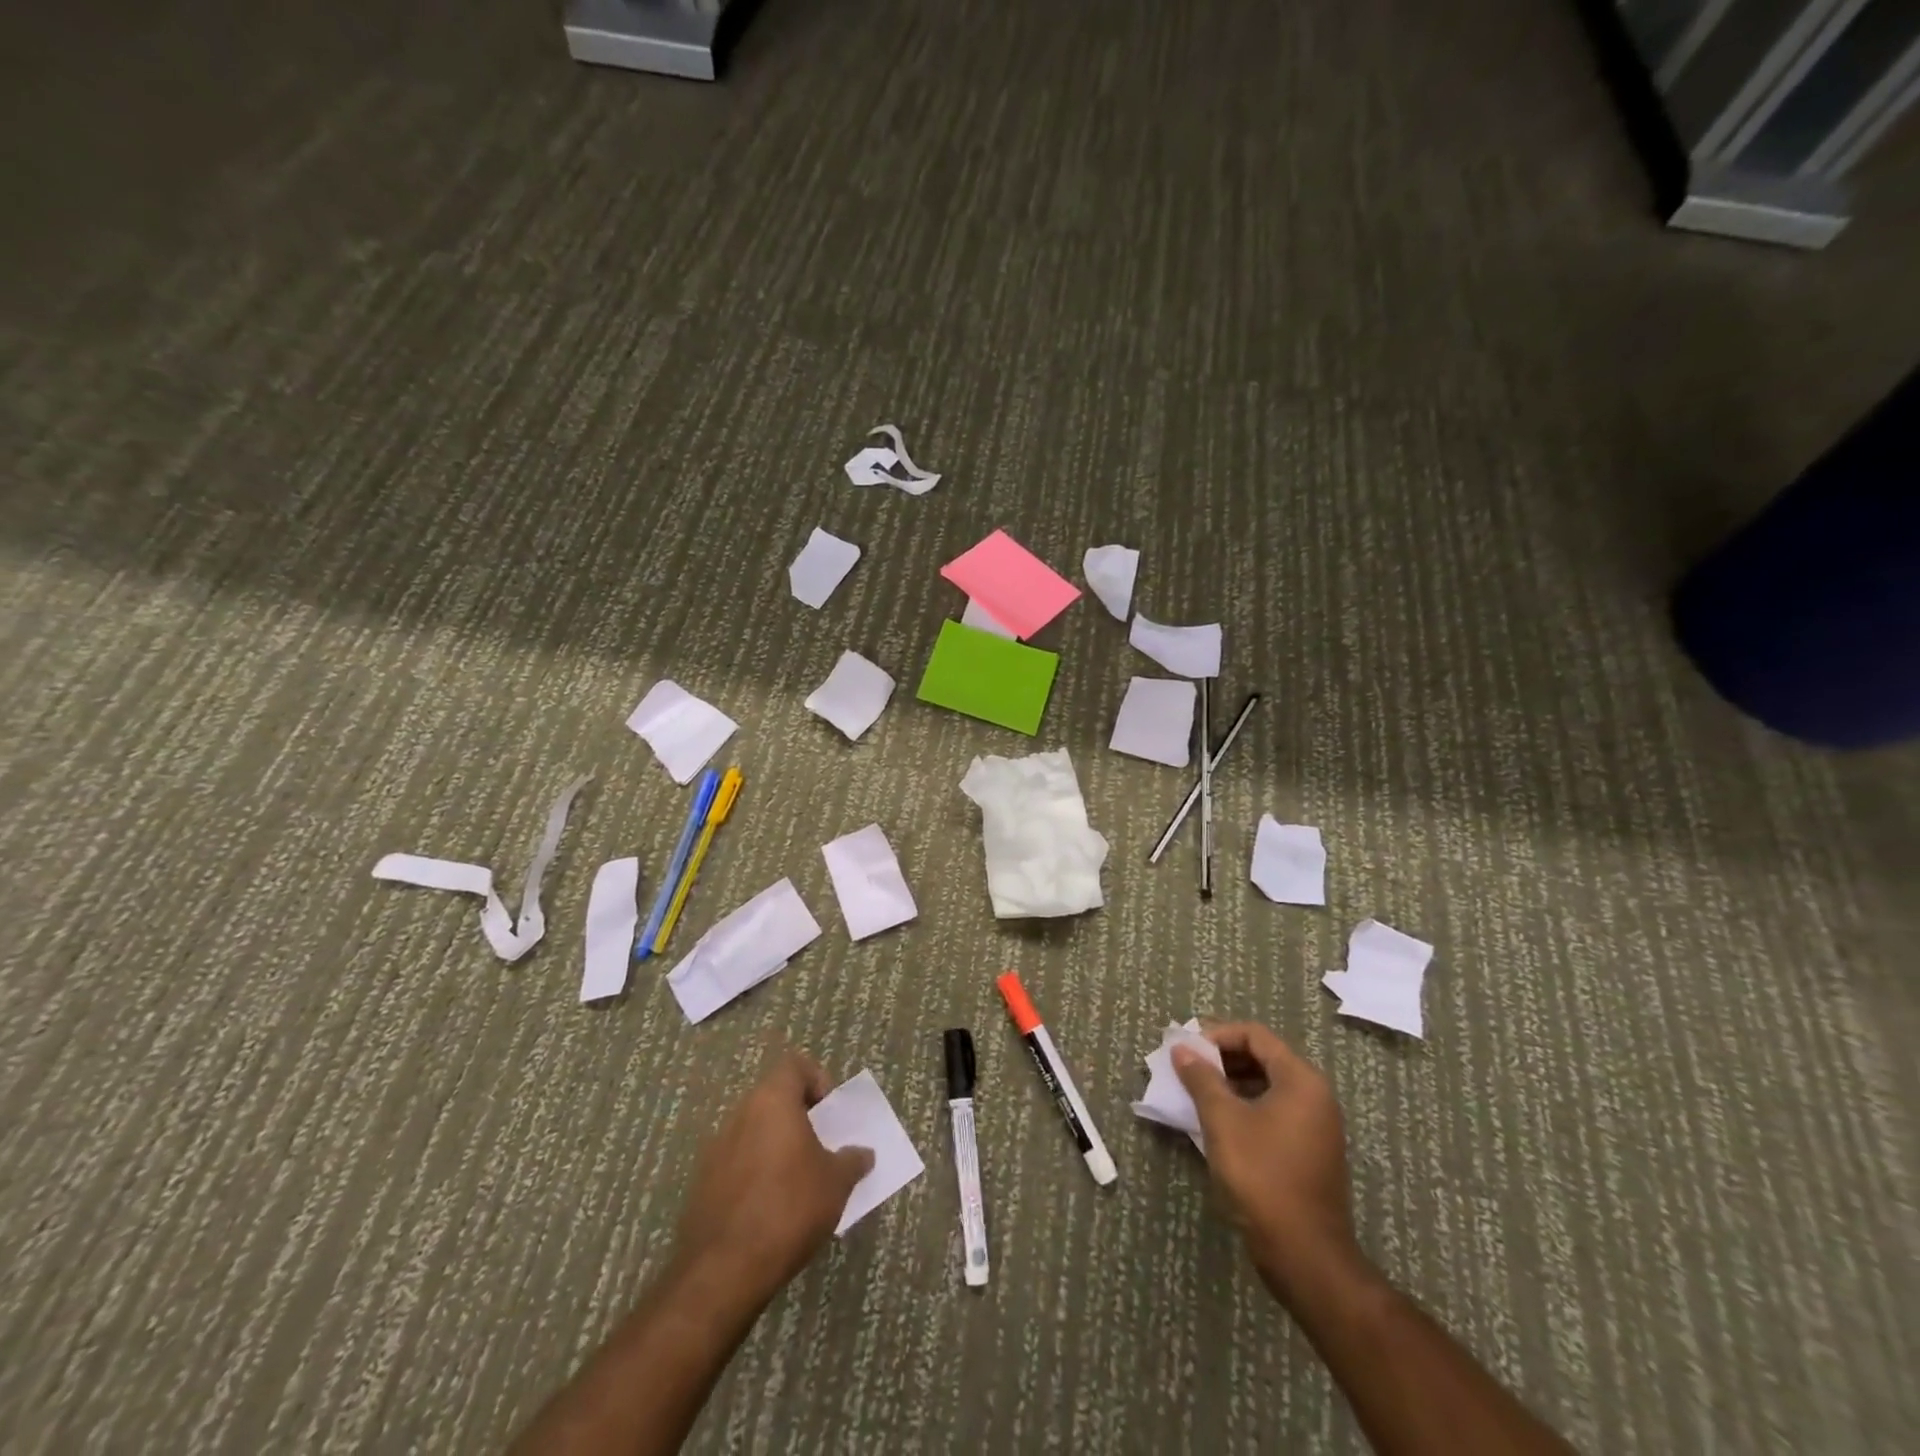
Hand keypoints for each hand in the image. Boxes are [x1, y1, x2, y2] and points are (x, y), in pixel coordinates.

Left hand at [672, 1049, 873, 1314]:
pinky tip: (771, 1208)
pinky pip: (737, 1162)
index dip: (818, 1080)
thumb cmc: (789, 1208)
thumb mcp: (836, 1183)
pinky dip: (756, 1173)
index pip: (795, 1065)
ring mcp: (716, 1149)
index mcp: (772, 1100)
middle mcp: (740, 1114)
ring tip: (799, 1181)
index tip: (830, 1113)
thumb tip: (863, 1153)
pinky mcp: (702, 1184)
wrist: (723, 1270)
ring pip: (754, 1131)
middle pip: (774, 1098)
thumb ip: (852, 1160)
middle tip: (821, 1147)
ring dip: (777, 1146)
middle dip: (799, 1117)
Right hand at [1173, 1022, 1359, 1303]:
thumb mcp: (1222, 1120)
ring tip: (1196, 1094)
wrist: (1305, 1255)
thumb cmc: (1262, 1176)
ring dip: (1230, 1084)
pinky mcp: (1309, 1152)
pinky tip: (1217, 1122)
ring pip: (1267, 1086)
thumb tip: (1181, 1049)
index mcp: (1301, 1080)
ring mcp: (1316, 1126)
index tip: (1187, 1050)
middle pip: (1263, 1058)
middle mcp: (1315, 1096)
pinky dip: (1244, 1107)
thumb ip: (1201, 1078)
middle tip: (1187, 1069)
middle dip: (1222, 1059)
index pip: (1255, 1036)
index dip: (1217, 1035)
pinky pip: (1273, 1112)